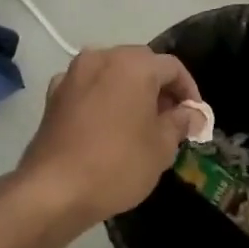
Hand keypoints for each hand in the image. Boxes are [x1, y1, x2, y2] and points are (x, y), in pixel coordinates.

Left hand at [16, 47, 205, 225]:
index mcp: (133, 65)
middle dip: (159, 88)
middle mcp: (101, 58)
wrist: (53, 190)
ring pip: (112, 74)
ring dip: (130, 91)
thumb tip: (191, 114)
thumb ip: (180, 122)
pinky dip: (103, 99)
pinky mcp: (53, 95)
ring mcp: (72, 74)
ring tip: (140, 123)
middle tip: (170, 119)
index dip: (189, 91)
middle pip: (141, 64)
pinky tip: (108, 126)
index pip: (172, 67)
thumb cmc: (117, 164)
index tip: (195, 117)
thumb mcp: (161, 147)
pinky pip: (89, 88)